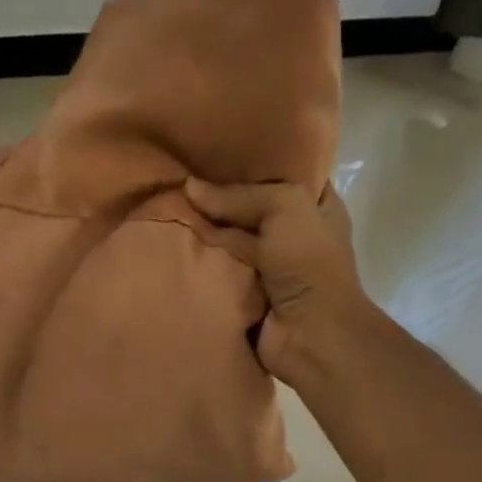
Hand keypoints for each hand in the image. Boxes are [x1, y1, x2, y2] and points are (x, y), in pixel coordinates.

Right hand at [186, 178, 373, 382]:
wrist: (310, 335)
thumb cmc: (309, 263)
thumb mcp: (284, 208)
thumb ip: (239, 195)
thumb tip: (188, 187)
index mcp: (316, 208)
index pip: (285, 174)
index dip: (256, 160)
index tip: (218, 147)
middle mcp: (293, 235)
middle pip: (251, 209)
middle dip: (221, 198)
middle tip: (179, 177)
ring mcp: (269, 269)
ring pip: (231, 242)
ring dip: (205, 232)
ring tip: (166, 207)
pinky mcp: (248, 297)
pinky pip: (220, 274)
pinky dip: (200, 265)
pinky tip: (171, 243)